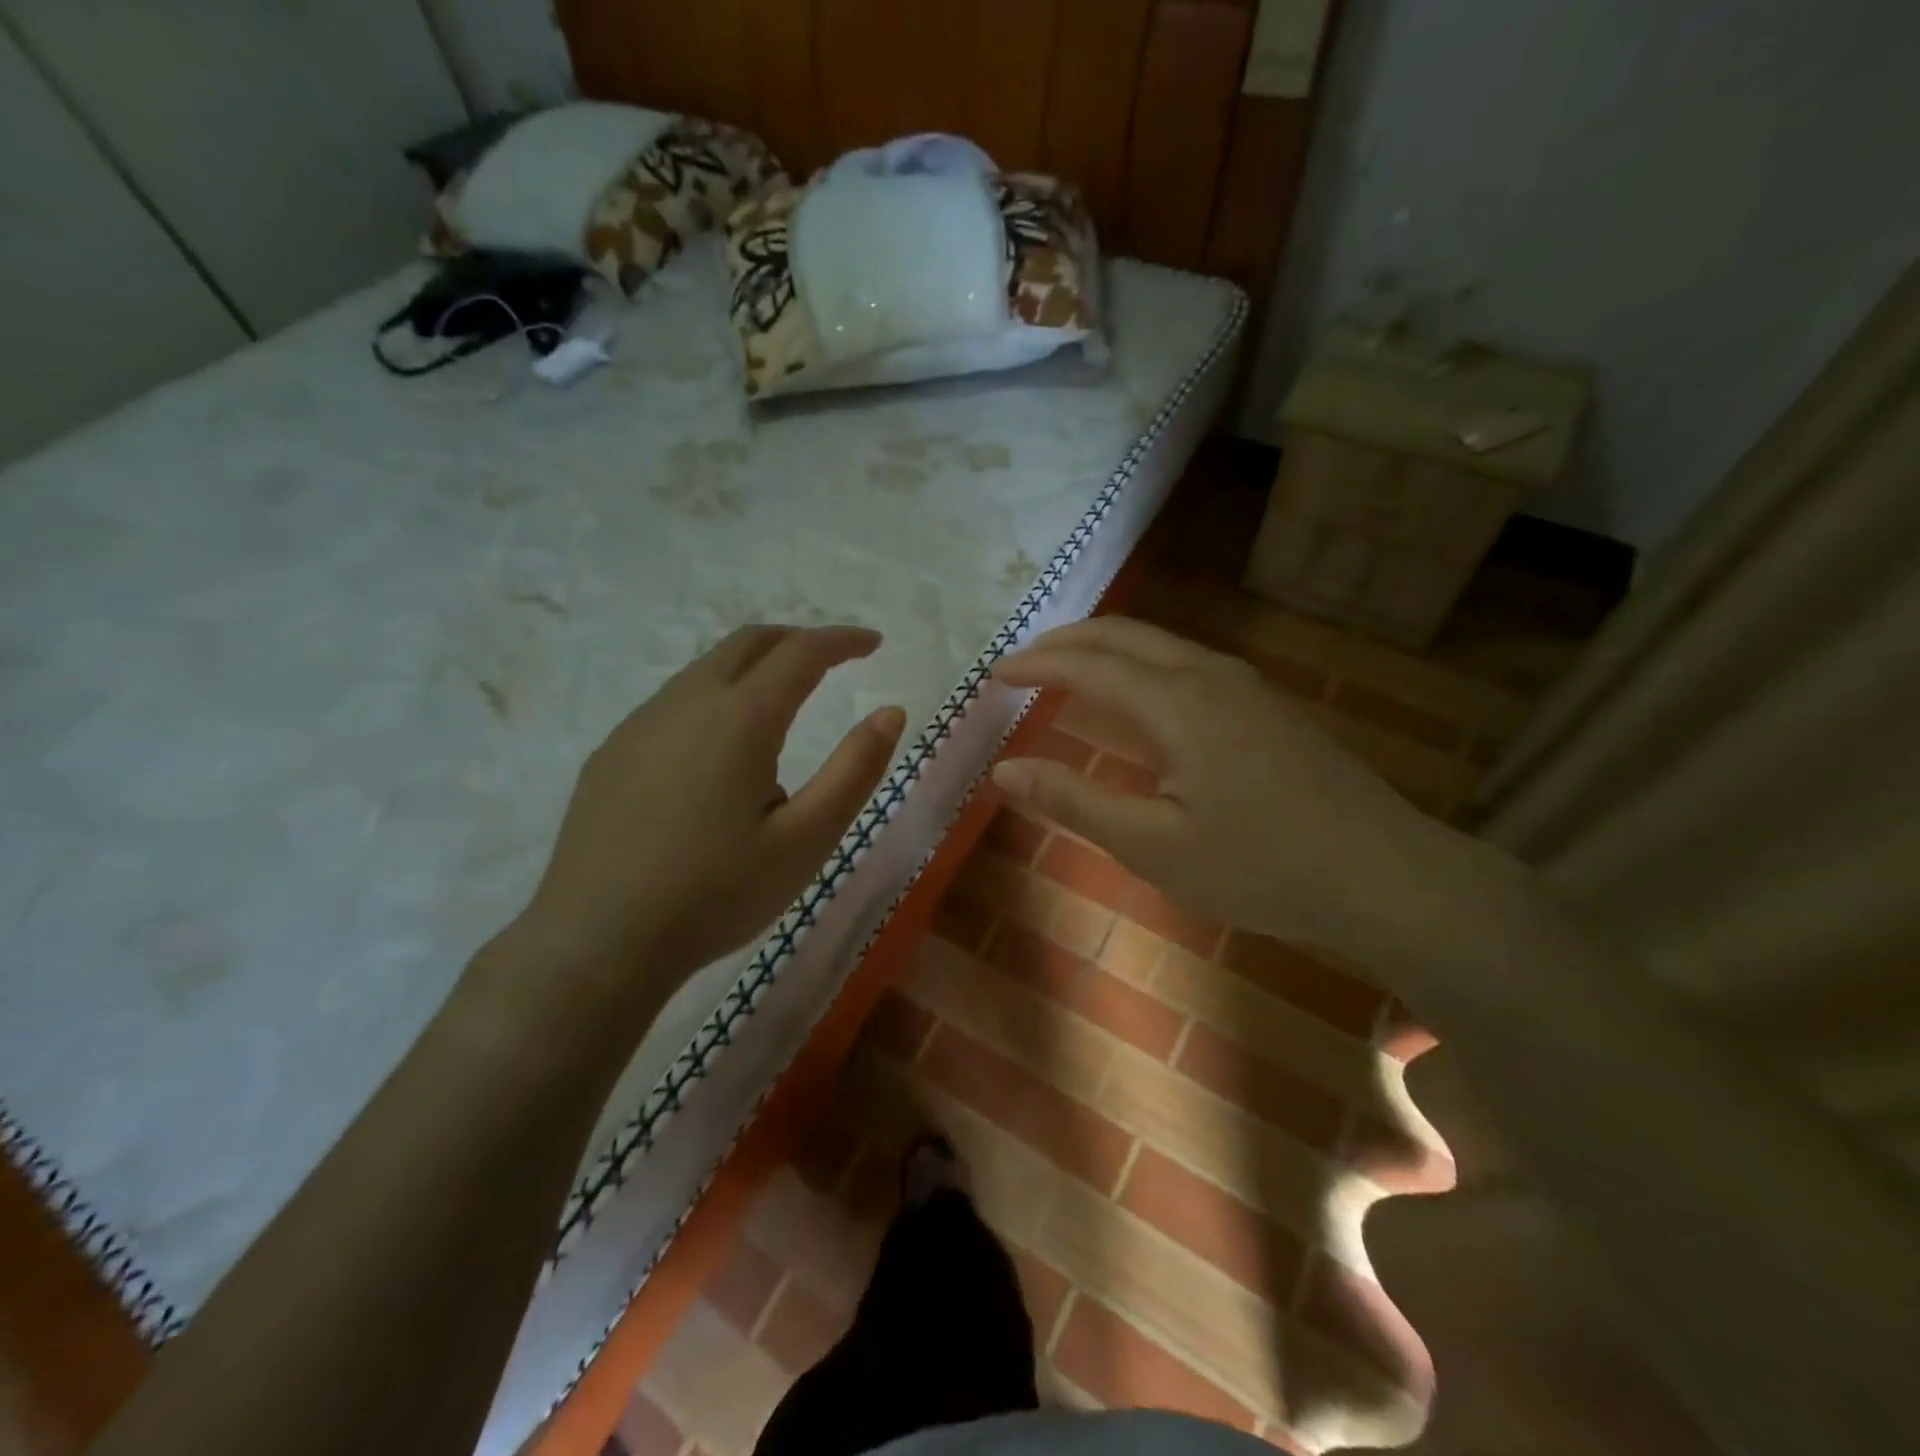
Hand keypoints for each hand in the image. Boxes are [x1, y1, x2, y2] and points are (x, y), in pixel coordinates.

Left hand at [502, 626, 904, 1019]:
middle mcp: (686, 702)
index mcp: (740, 718)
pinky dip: (715, 700)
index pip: (801, 652)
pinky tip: (719, 756)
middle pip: (748, 643)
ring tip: (782, 714)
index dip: (842, 640)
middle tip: (833, 660)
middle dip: (797, 640)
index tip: (873, 642)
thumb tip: (890, 712)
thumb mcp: (806, 840)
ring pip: (707, 670)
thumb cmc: (715, 894)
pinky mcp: (611, 753)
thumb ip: (854, 770)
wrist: (597, 942)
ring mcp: (640, 725)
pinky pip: (674, 703)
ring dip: (753, 670)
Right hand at [991, 617, 1484, 962]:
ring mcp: (1248, 687)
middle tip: (1024, 662)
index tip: (996, 675)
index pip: (1090, 664)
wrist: (1387, 875)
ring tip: (1071, 673)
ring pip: (1162, 645)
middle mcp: (1211, 676)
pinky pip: (1189, 665)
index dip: (1037, 664)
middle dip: (1068, 641)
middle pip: (1126, 635)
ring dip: (1108, 651)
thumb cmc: (1262, 866)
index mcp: (1178, 703)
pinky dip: (1144, 668)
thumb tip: (1003, 770)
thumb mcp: (1154, 846)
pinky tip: (1142, 702)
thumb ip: (1075, 802)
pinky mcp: (1271, 707)